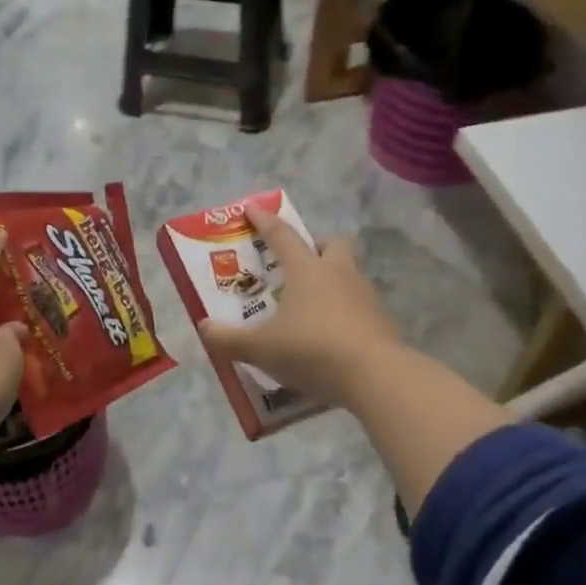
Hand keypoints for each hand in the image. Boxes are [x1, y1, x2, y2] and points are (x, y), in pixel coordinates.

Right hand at [199, 204, 404, 409]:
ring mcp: (365, 297)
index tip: (252, 208)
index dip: (265, 221)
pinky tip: (331, 334)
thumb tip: (204, 327)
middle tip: (298, 262)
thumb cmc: (312, 350)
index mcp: (307, 270)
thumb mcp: (261, 349)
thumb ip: (229, 339)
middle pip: (332, 244)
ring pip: (349, 274)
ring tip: (312, 305)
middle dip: (316, 246)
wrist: (376, 377)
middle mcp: (338, 274)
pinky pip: (359, 306)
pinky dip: (344, 312)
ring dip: (332, 280)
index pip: (282, 236)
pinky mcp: (381, 322)